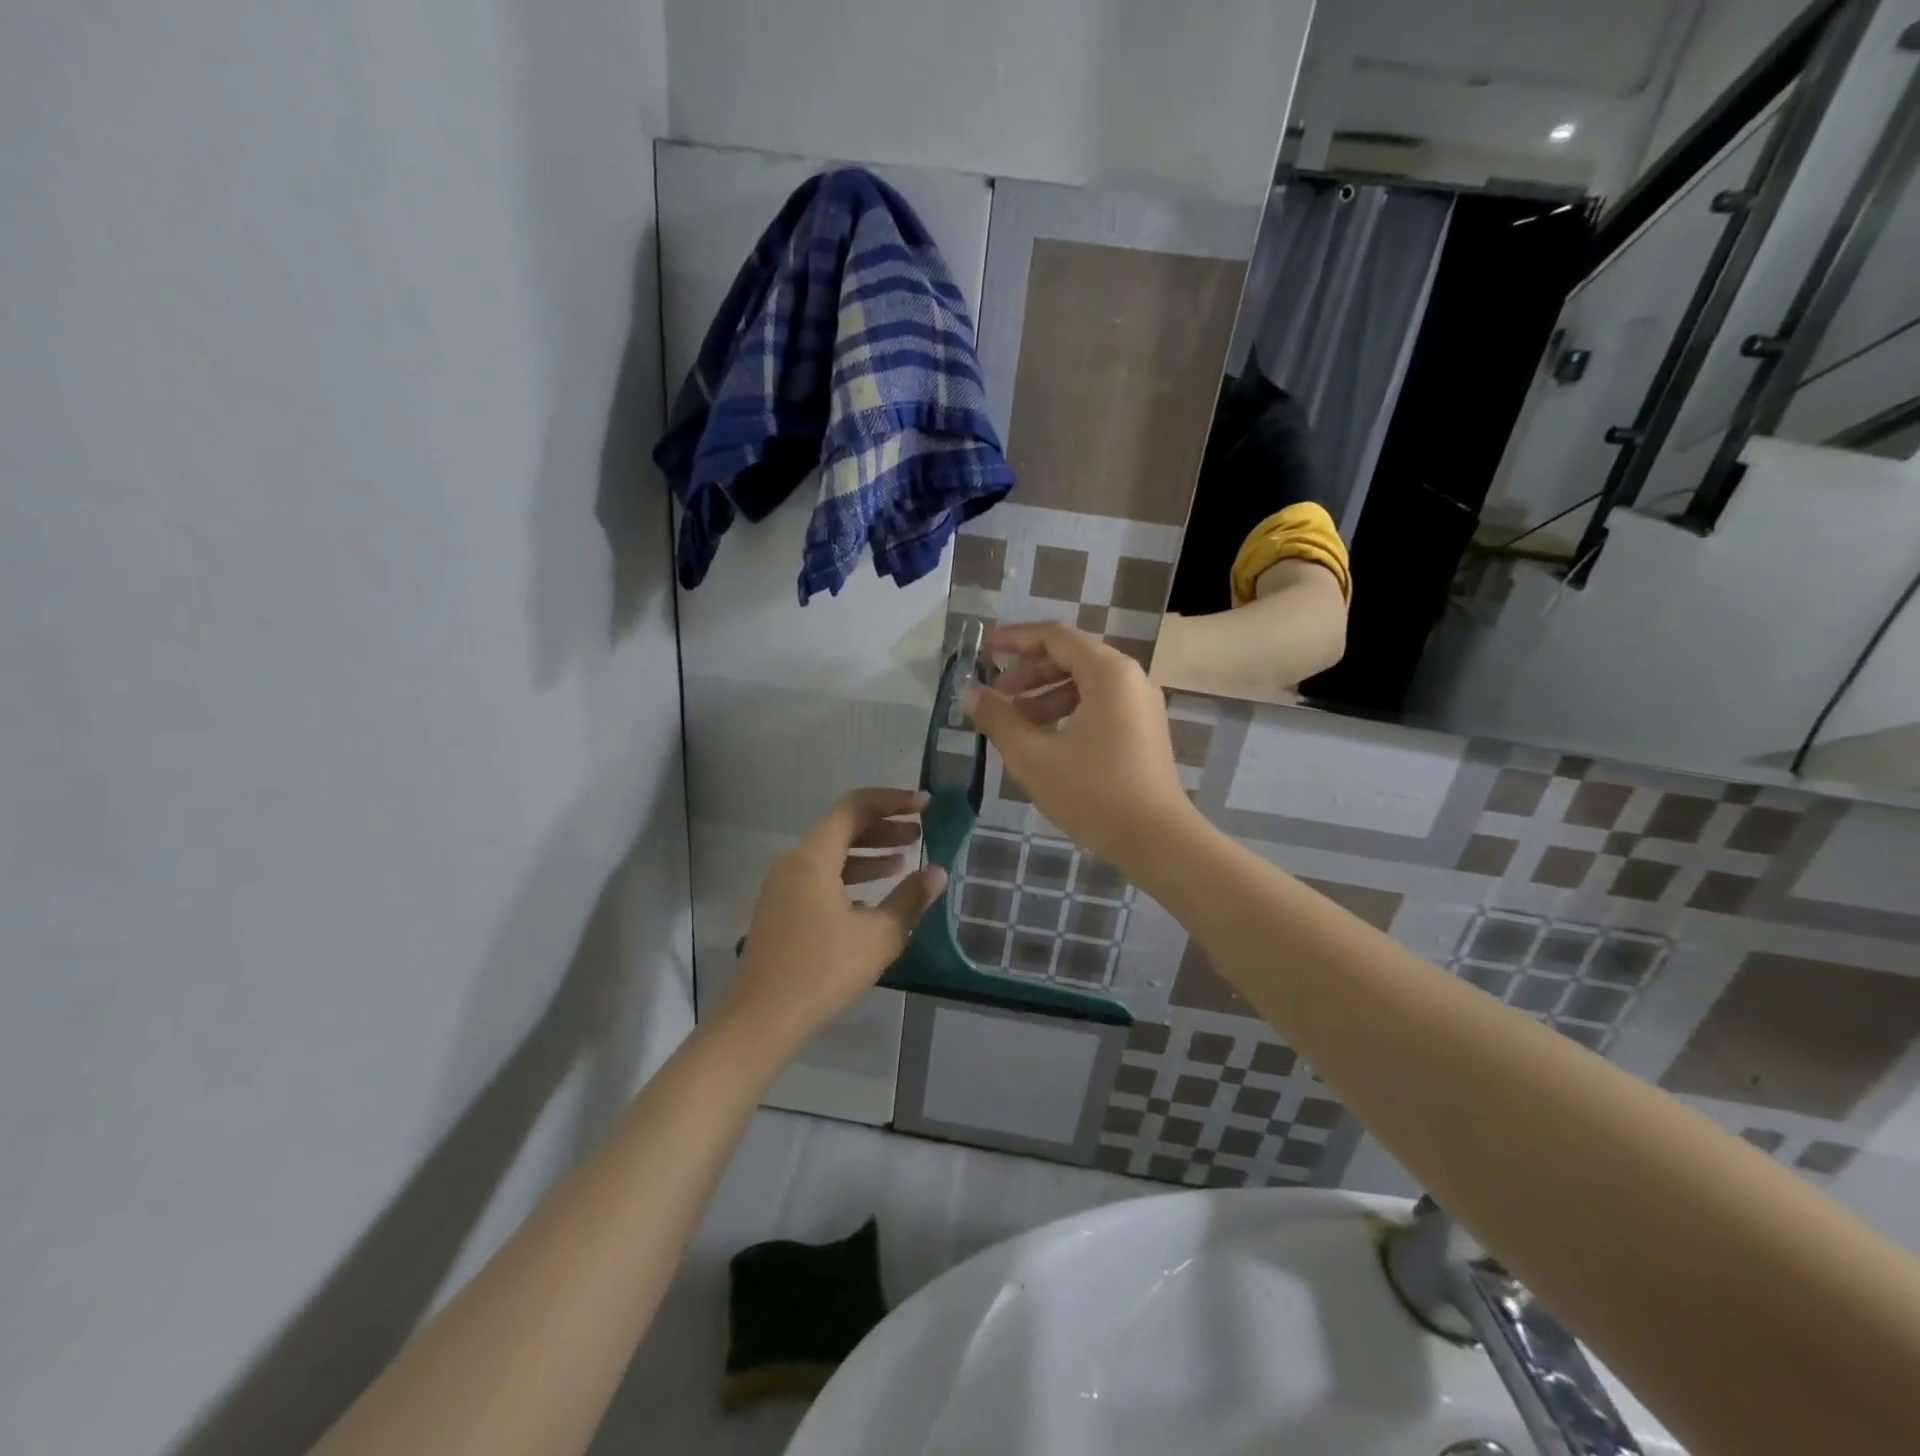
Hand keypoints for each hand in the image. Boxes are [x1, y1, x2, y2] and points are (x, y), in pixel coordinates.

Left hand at [722, 788, 946, 1048]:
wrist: (762, 1018)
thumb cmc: (822, 970)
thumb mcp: (878, 936)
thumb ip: (910, 899)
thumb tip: (937, 872)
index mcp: (813, 857)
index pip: (855, 808)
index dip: (893, 801)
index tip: (925, 805)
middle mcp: (794, 862)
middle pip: (843, 828)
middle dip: (884, 827)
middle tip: (921, 833)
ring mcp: (783, 886)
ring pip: (831, 854)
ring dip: (869, 853)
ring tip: (905, 861)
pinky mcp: (781, 909)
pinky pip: (820, 877)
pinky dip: (849, 876)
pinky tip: (874, 896)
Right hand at [961, 623, 1195, 867]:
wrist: (1157, 840)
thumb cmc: (1092, 792)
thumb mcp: (1033, 756)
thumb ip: (998, 719)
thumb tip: (969, 692)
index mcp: (1108, 672)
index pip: (1055, 637)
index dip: (1016, 640)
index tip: (984, 652)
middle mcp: (1130, 679)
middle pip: (1070, 658)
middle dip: (1028, 674)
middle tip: (995, 697)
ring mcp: (1140, 705)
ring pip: (1084, 685)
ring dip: (1044, 697)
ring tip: (1013, 724)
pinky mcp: (1143, 731)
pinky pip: (1099, 706)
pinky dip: (1067, 713)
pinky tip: (1044, 741)